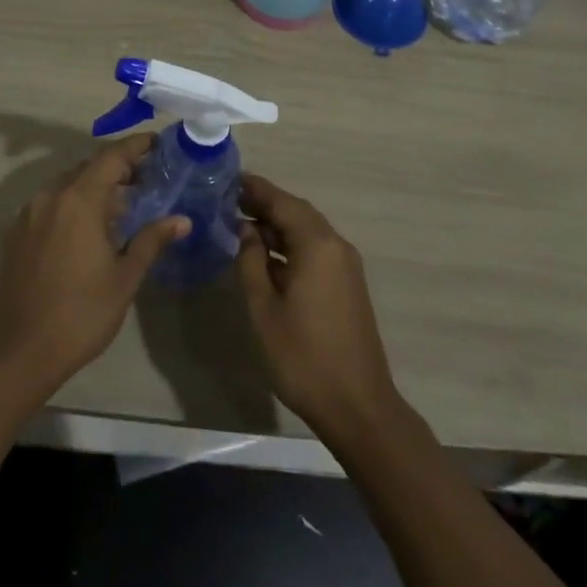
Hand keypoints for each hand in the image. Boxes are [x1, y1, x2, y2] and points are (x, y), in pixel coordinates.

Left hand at [0, 134, 189, 405]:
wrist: (20, 351)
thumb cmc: (80, 314)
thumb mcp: (124, 278)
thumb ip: (151, 240)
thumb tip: (182, 220)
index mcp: (78, 200)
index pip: (111, 157)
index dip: (136, 147)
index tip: (159, 144)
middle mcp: (50, 196)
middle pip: (89, 167)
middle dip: (118, 167)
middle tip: (148, 178)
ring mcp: (30, 213)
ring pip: (68, 184)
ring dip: (95, 186)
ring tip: (123, 203)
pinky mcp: (17, 232)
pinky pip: (52, 202)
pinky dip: (74, 202)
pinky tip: (90, 227)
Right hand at [237, 174, 403, 444]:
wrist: (358, 406)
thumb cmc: (303, 357)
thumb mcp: (264, 308)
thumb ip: (251, 262)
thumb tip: (246, 230)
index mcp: (317, 245)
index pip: (283, 202)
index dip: (256, 189)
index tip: (229, 180)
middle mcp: (336, 246)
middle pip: (298, 213)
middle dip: (265, 204)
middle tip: (230, 201)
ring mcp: (346, 266)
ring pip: (308, 231)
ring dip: (278, 226)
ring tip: (242, 225)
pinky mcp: (348, 285)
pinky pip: (316, 250)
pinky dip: (291, 245)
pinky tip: (267, 257)